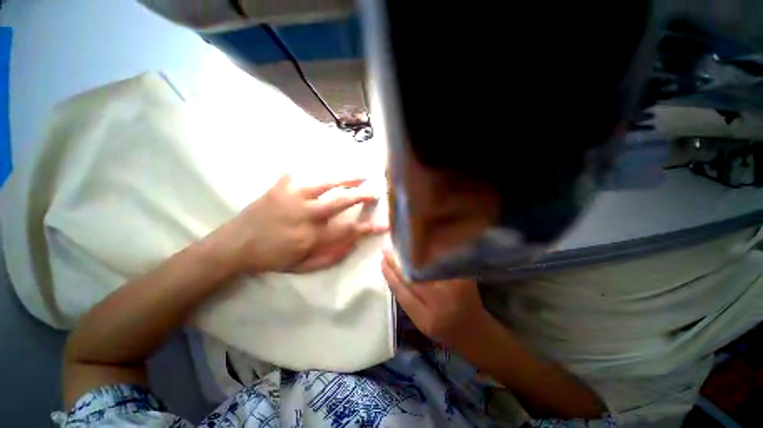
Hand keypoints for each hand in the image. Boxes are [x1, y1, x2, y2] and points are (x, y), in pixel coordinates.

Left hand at [219, 174, 387, 274]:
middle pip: (340, 202)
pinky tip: (328, 170)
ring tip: (360, 175)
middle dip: (361, 196)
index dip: (368, 227)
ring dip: (346, 178)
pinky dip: (318, 170)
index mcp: (310, 237)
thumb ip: (330, 257)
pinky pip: (303, 173)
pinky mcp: (281, 185)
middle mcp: (305, 215)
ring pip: (326, 183)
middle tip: (374, 192)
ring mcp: (292, 196)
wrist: (236, 244)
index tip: (383, 223)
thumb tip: (353, 244)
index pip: (347, 231)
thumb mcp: (302, 267)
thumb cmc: (272, 258)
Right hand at [381, 249, 491, 349]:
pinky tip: (420, 247)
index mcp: (425, 318)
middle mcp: (440, 302)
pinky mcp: (464, 278)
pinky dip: (429, 254)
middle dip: (397, 263)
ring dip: (412, 255)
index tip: (381, 261)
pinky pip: (441, 263)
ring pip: (426, 267)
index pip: (401, 291)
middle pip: (412, 277)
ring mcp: (455, 288)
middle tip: (387, 250)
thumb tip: (393, 273)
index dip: (389, 274)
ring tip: (401, 246)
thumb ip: (407, 299)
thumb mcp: (421, 321)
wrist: (476, 333)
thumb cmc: (445, 331)